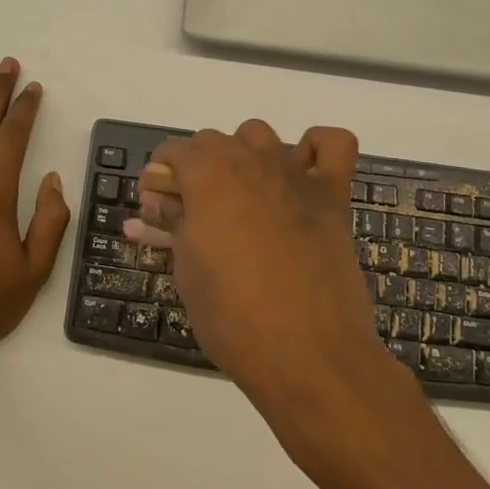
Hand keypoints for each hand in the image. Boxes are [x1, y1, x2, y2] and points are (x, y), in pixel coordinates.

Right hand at [126, 120, 396, 420]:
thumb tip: (156, 204)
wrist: (308, 353)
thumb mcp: (187, 270)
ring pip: (261, 135)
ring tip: (241, 196)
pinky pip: (333, 144)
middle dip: (196, 168)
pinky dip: (315, 148)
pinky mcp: (333, 195)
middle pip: (213, 140)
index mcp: (208, 176)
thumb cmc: (233, 316)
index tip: (157, 208)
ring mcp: (295, 174)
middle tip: (192, 213)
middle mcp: (251, 161)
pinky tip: (299, 175)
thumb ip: (172, 225)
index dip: (160, 178)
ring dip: (244, 155)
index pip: (173, 151)